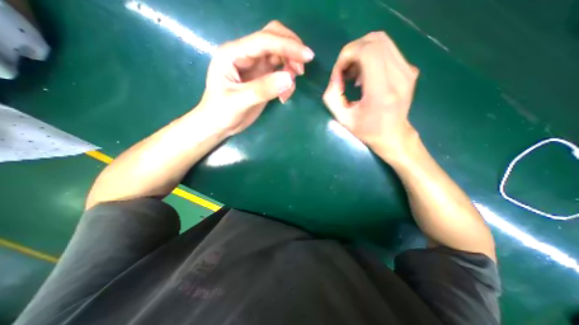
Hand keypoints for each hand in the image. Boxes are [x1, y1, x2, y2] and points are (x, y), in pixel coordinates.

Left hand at [196, 20, 314, 135]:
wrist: (219, 125)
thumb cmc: (221, 112)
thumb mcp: (239, 101)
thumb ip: (263, 89)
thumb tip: (290, 78)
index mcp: (234, 53)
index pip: (265, 41)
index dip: (288, 46)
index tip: (308, 57)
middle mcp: (246, 55)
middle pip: (274, 38)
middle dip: (291, 50)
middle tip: (301, 71)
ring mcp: (255, 67)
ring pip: (280, 56)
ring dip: (290, 67)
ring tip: (288, 90)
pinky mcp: (262, 78)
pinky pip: (280, 72)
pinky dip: (287, 82)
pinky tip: (283, 97)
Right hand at [321, 30, 420, 156]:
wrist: (393, 135)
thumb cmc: (367, 131)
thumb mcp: (343, 119)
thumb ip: (332, 97)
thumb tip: (335, 76)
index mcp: (382, 92)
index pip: (368, 52)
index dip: (348, 54)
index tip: (339, 72)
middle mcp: (399, 77)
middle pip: (375, 41)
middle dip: (352, 51)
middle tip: (344, 71)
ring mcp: (408, 71)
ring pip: (382, 41)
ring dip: (361, 53)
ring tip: (353, 73)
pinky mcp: (410, 70)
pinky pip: (388, 50)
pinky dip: (371, 57)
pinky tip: (364, 75)